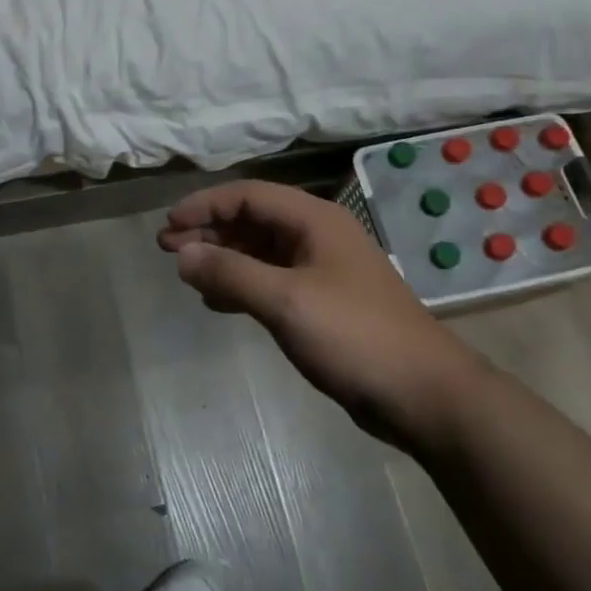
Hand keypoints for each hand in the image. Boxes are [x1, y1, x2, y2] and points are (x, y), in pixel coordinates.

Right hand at [158, 181, 484, 450]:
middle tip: (166, 249)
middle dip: (209, 230)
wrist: (423, 394)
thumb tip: (182, 255)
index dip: (205, 205)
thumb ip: (231, 273)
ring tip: (185, 272)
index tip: (168, 226)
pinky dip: (241, 284)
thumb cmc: (354, 336)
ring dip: (222, 257)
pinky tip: (217, 301)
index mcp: (315, 220)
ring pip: (260, 251)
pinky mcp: (322, 303)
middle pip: (253, 220)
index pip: (248, 195)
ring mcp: (322, 270)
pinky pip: (271, 281)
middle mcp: (318, 236)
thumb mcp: (286, 301)